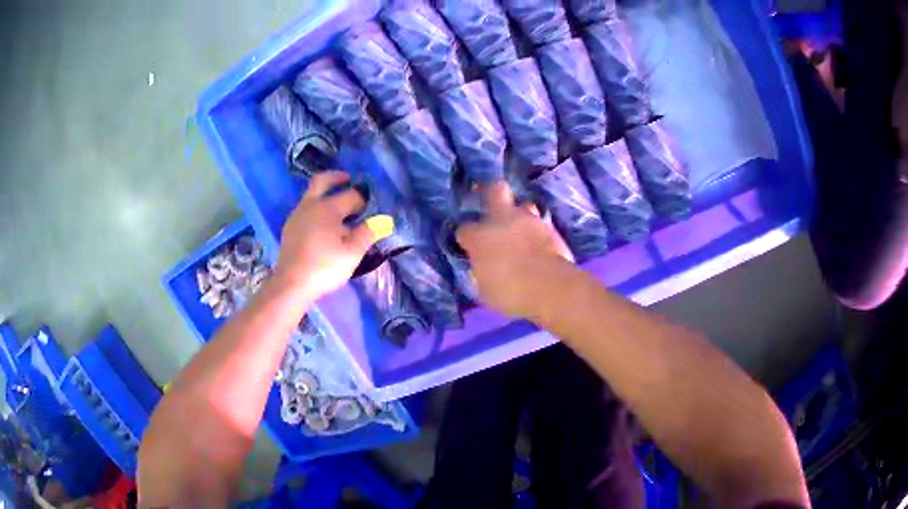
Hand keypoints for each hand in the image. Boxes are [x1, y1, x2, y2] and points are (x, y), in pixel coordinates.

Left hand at [275, 171, 376, 300]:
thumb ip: (368, 233)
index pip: (351, 195)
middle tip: (348, 179)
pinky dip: (316, 207)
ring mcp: (297, 215)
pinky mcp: (289, 228)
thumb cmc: (325, 267)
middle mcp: (311, 205)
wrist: (291, 283)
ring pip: (311, 195)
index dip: (364, 200)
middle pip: (322, 180)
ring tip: (337, 206)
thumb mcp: (352, 253)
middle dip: (337, 177)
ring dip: (325, 193)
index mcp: (328, 208)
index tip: (371, 208)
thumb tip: (384, 220)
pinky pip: (304, 209)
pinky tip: (322, 223)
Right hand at [456, 181, 573, 317]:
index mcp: (479, 237)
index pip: (463, 230)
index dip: (465, 238)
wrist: (551, 288)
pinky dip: (537, 232)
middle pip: (495, 191)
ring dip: (520, 215)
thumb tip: (481, 269)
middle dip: (491, 193)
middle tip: (491, 206)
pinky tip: (538, 244)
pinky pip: (540, 224)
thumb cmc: (510, 293)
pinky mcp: (551, 229)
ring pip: (523, 205)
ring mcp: (529, 221)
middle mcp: (502, 220)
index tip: (468, 248)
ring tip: (521, 230)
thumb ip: (480, 273)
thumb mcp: (484, 290)